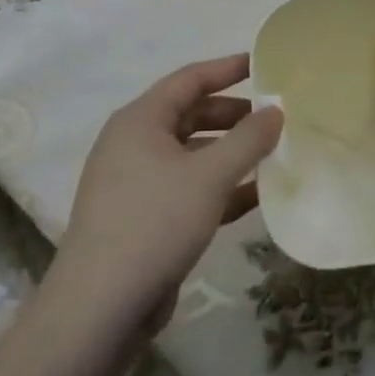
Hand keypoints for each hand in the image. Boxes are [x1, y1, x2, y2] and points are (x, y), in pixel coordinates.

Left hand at [41, 55, 282, 349]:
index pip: (190, 79)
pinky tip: (256, 195)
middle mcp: (135, 143)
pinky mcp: (144, 219)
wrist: (98, 310)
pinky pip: (189, 188)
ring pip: (192, 154)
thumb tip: (276, 111)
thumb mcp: (210, 176)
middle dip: (234, 114)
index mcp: (140, 120)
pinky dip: (219, 187)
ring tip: (274, 153)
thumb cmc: (154, 224)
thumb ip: (248, 139)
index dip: (229, 69)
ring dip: (231, 153)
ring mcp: (137, 183)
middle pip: (192, 114)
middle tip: (276, 117)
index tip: (265, 65)